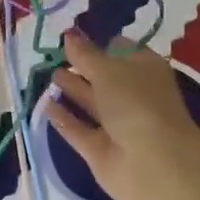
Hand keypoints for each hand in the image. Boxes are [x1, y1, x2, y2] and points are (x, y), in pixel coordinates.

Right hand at [42, 30, 199, 199]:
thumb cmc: (136, 103)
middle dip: (81, 66)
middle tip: (53, 55)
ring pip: (90, 102)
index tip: (73, 38)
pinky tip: (44, 104)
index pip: (120, 49)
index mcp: (144, 69)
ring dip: (71, 88)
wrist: (154, 164)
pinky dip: (64, 117)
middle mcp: (132, 94)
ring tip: (48, 75)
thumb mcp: (108, 69)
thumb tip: (69, 34)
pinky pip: (79, 129)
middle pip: (103, 76)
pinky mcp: (101, 149)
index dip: (99, 43)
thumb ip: (84, 54)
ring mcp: (117, 124)